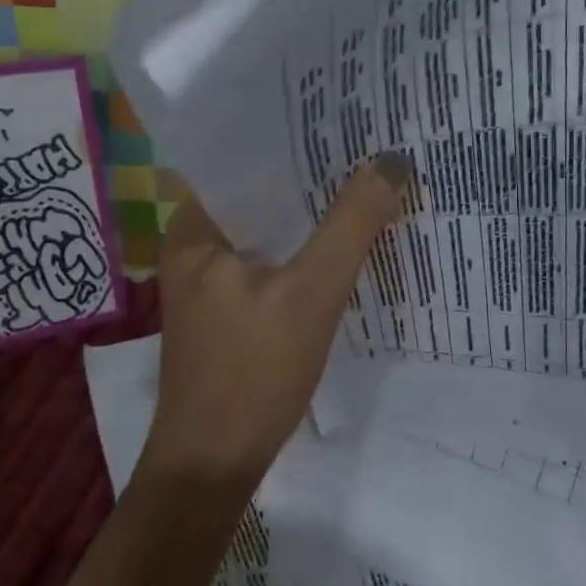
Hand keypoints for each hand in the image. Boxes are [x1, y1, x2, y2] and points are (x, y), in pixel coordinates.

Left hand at [142, 153, 412, 488]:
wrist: (213, 465)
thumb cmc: (253, 373)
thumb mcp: (312, 293)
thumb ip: (351, 225)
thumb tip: (391, 161)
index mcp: (195, 226)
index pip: (244, 157)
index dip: (295, 136)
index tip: (345, 119)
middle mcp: (195, 243)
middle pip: (260, 192)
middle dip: (310, 174)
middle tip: (367, 147)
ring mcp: (210, 278)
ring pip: (269, 227)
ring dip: (310, 212)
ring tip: (364, 184)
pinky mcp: (228, 307)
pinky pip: (271, 258)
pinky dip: (303, 247)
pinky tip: (341, 243)